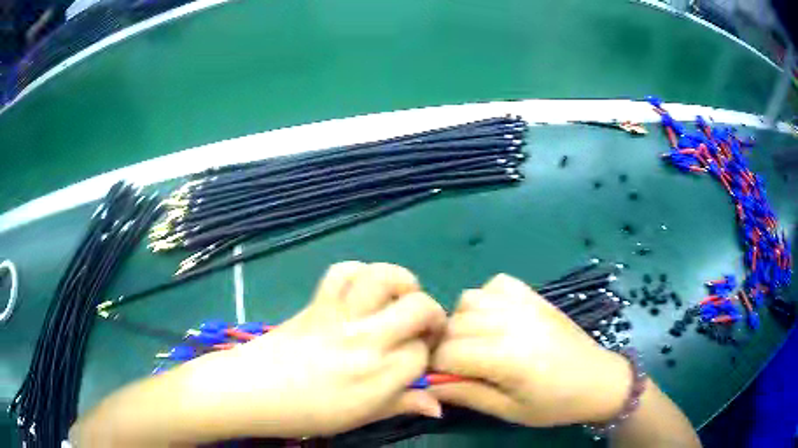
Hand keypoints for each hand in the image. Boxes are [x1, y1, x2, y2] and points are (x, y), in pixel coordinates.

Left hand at [182, 261, 446, 437]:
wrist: (251, 391)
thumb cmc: (305, 414)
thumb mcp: (359, 418)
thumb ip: (401, 406)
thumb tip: (439, 406)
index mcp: (379, 376)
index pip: (423, 352)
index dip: (426, 353)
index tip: (417, 358)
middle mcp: (366, 339)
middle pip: (418, 307)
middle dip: (431, 314)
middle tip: (422, 326)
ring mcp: (339, 316)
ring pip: (383, 278)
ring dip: (401, 282)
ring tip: (399, 297)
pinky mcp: (317, 302)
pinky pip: (342, 272)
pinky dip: (359, 273)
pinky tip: (362, 290)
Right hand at [429, 274, 630, 426]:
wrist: (598, 380)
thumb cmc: (555, 404)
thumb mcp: (509, 410)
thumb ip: (466, 395)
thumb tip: (427, 387)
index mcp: (506, 357)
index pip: (447, 353)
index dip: (437, 369)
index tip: (444, 381)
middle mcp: (511, 322)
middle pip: (453, 324)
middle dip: (446, 347)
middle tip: (459, 368)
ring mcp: (524, 303)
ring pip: (468, 300)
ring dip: (462, 322)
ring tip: (475, 343)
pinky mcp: (534, 296)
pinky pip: (495, 284)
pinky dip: (486, 299)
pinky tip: (495, 320)